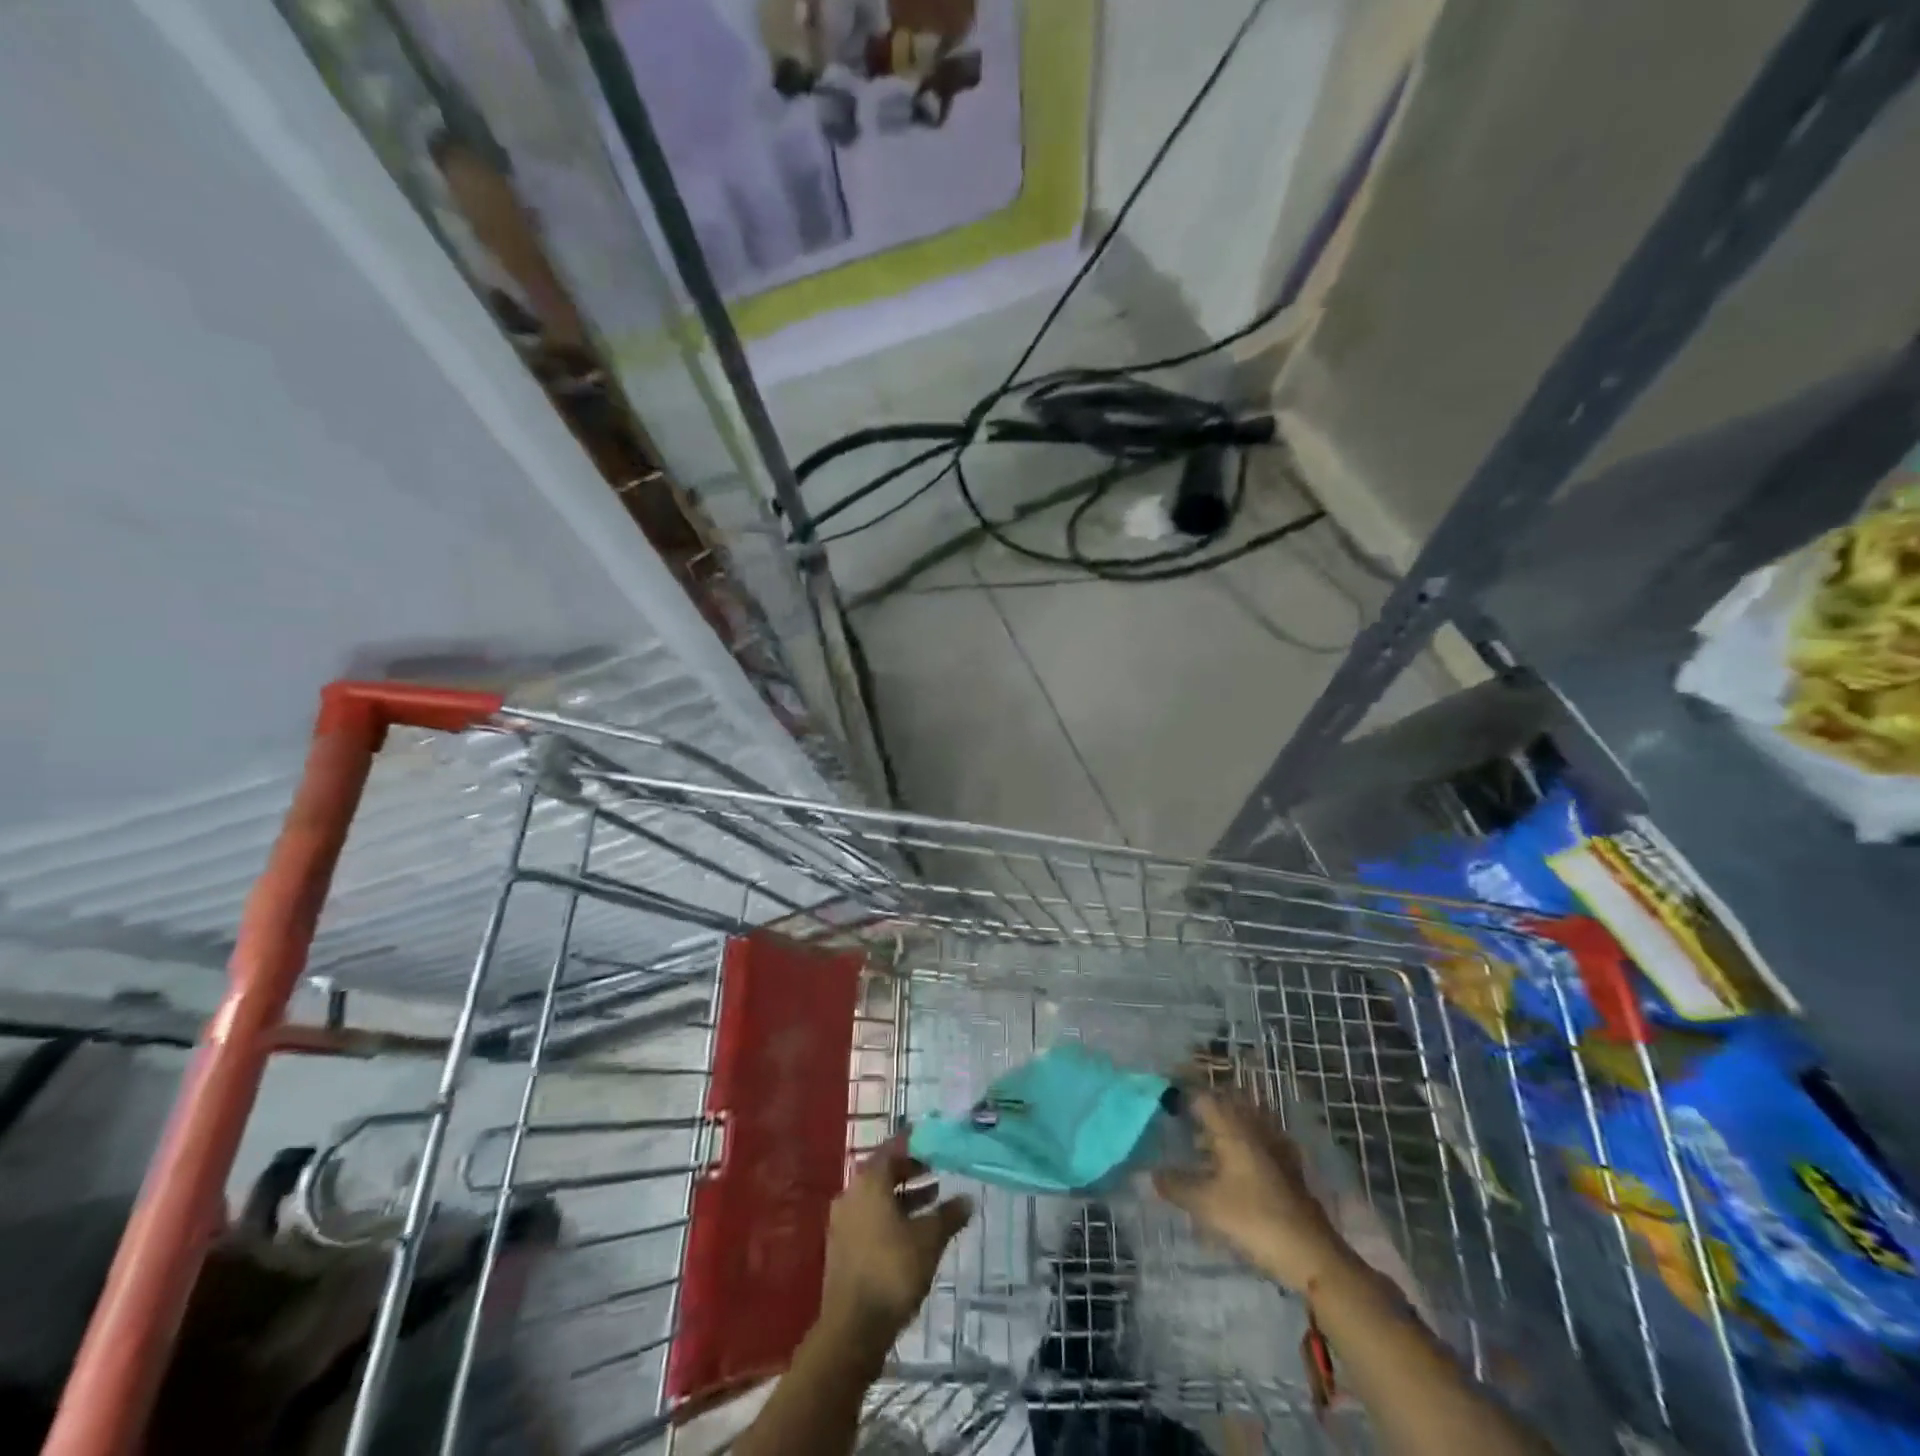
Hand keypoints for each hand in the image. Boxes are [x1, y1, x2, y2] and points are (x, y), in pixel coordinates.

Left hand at [818, 1139, 972, 1355]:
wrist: (852, 1329)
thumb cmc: (892, 1271)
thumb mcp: (929, 1240)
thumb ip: (949, 1215)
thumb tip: (968, 1199)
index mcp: (869, 1182)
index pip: (893, 1148)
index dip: (914, 1143)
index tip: (934, 1140)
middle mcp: (852, 1194)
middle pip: (883, 1172)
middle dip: (910, 1171)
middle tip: (937, 1170)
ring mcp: (843, 1222)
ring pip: (877, 1198)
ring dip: (903, 1197)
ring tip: (933, 1201)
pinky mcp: (842, 1248)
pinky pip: (870, 1219)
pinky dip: (891, 1217)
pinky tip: (912, 1233)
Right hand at [1153, 1093, 1354, 1291]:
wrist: (1312, 1254)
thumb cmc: (1254, 1220)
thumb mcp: (1207, 1205)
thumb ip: (1177, 1186)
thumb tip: (1153, 1174)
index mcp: (1232, 1128)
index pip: (1202, 1097)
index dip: (1181, 1097)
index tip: (1163, 1105)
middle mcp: (1254, 1128)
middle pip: (1227, 1103)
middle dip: (1205, 1106)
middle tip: (1182, 1119)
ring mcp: (1275, 1146)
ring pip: (1246, 1120)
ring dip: (1226, 1123)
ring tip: (1204, 1141)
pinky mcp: (1289, 1167)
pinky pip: (1262, 1141)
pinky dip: (1246, 1143)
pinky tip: (1237, 1163)